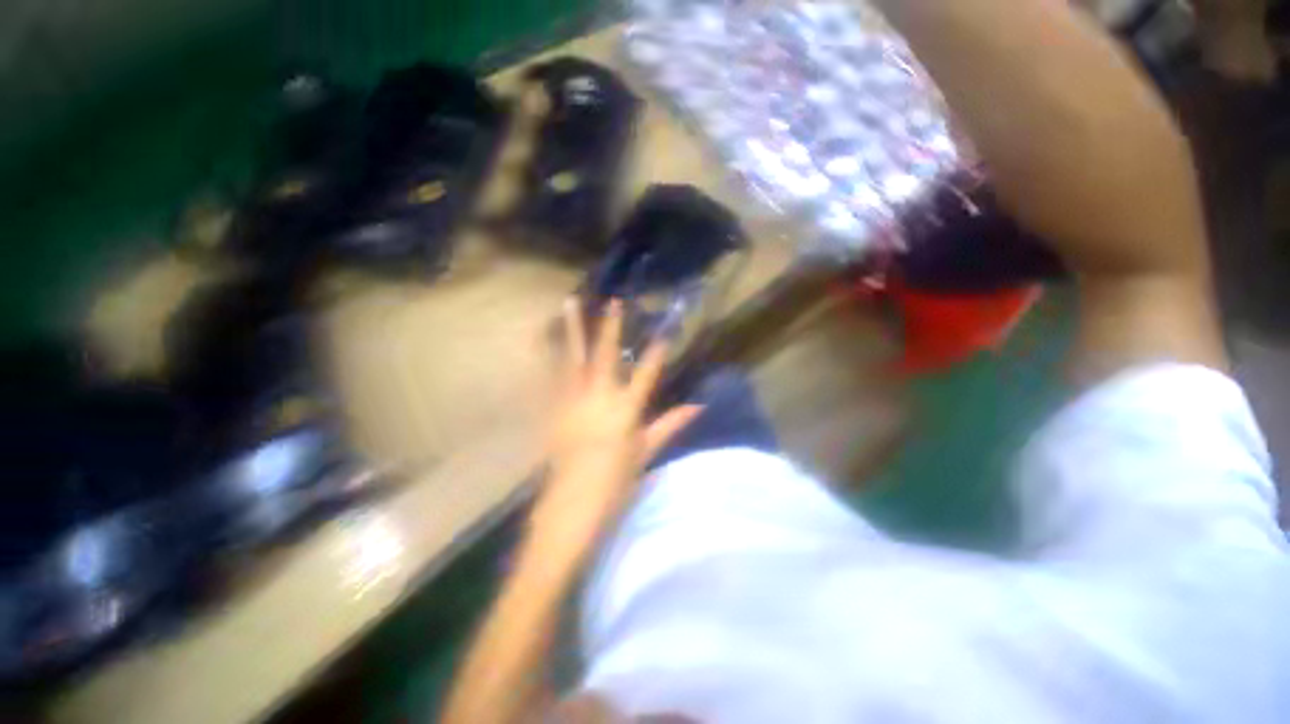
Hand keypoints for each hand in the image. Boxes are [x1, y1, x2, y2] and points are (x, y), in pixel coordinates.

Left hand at [528, 298, 701, 558]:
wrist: (570, 505)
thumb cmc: (614, 482)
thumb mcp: (645, 453)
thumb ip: (669, 425)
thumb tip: (698, 406)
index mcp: (625, 411)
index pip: (647, 374)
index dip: (657, 352)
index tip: (664, 331)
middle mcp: (599, 398)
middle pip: (607, 356)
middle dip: (613, 327)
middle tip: (616, 302)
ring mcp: (572, 400)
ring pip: (574, 357)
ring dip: (573, 329)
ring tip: (571, 302)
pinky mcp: (554, 408)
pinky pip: (553, 375)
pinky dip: (551, 354)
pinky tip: (546, 338)